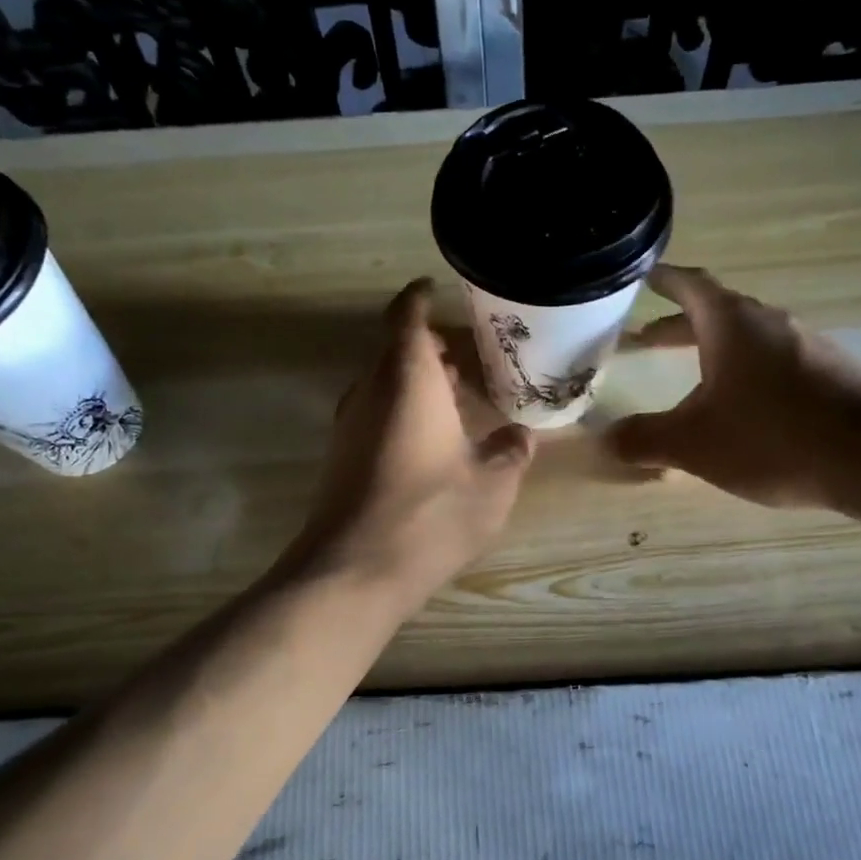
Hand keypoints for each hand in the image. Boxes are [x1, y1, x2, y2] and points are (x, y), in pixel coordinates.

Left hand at [290, 278, 533, 610]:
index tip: (438, 289)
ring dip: (414, 381)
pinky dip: (401, 409)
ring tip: (454, 395)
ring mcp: (349, 423)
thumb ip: (510, 452)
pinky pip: (374, 412)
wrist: (354, 570)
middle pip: (394, 349)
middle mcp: (371, 389)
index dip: (422, 297)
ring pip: (382, 383)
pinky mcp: (340, 455)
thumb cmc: (431, 514)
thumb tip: (520, 437)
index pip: (408, 316)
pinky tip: (430, 438)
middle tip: (466, 354)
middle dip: (427, 346)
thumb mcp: (492, 485)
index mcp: (408, 378)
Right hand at [607, 265, 860, 512]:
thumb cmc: (774, 437)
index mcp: (732, 324)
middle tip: (646, 338)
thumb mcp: (695, 444)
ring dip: (714, 351)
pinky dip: (746, 374)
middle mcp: (771, 324)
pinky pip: (776, 363)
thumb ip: (645, 439)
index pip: (690, 285)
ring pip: (748, 340)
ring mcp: (807, 346)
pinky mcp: (832, 375)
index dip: (663, 280)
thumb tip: (606, 440)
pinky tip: (744, 409)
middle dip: (679, 325)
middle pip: (717, 313)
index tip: (641, 276)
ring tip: (691, 376)